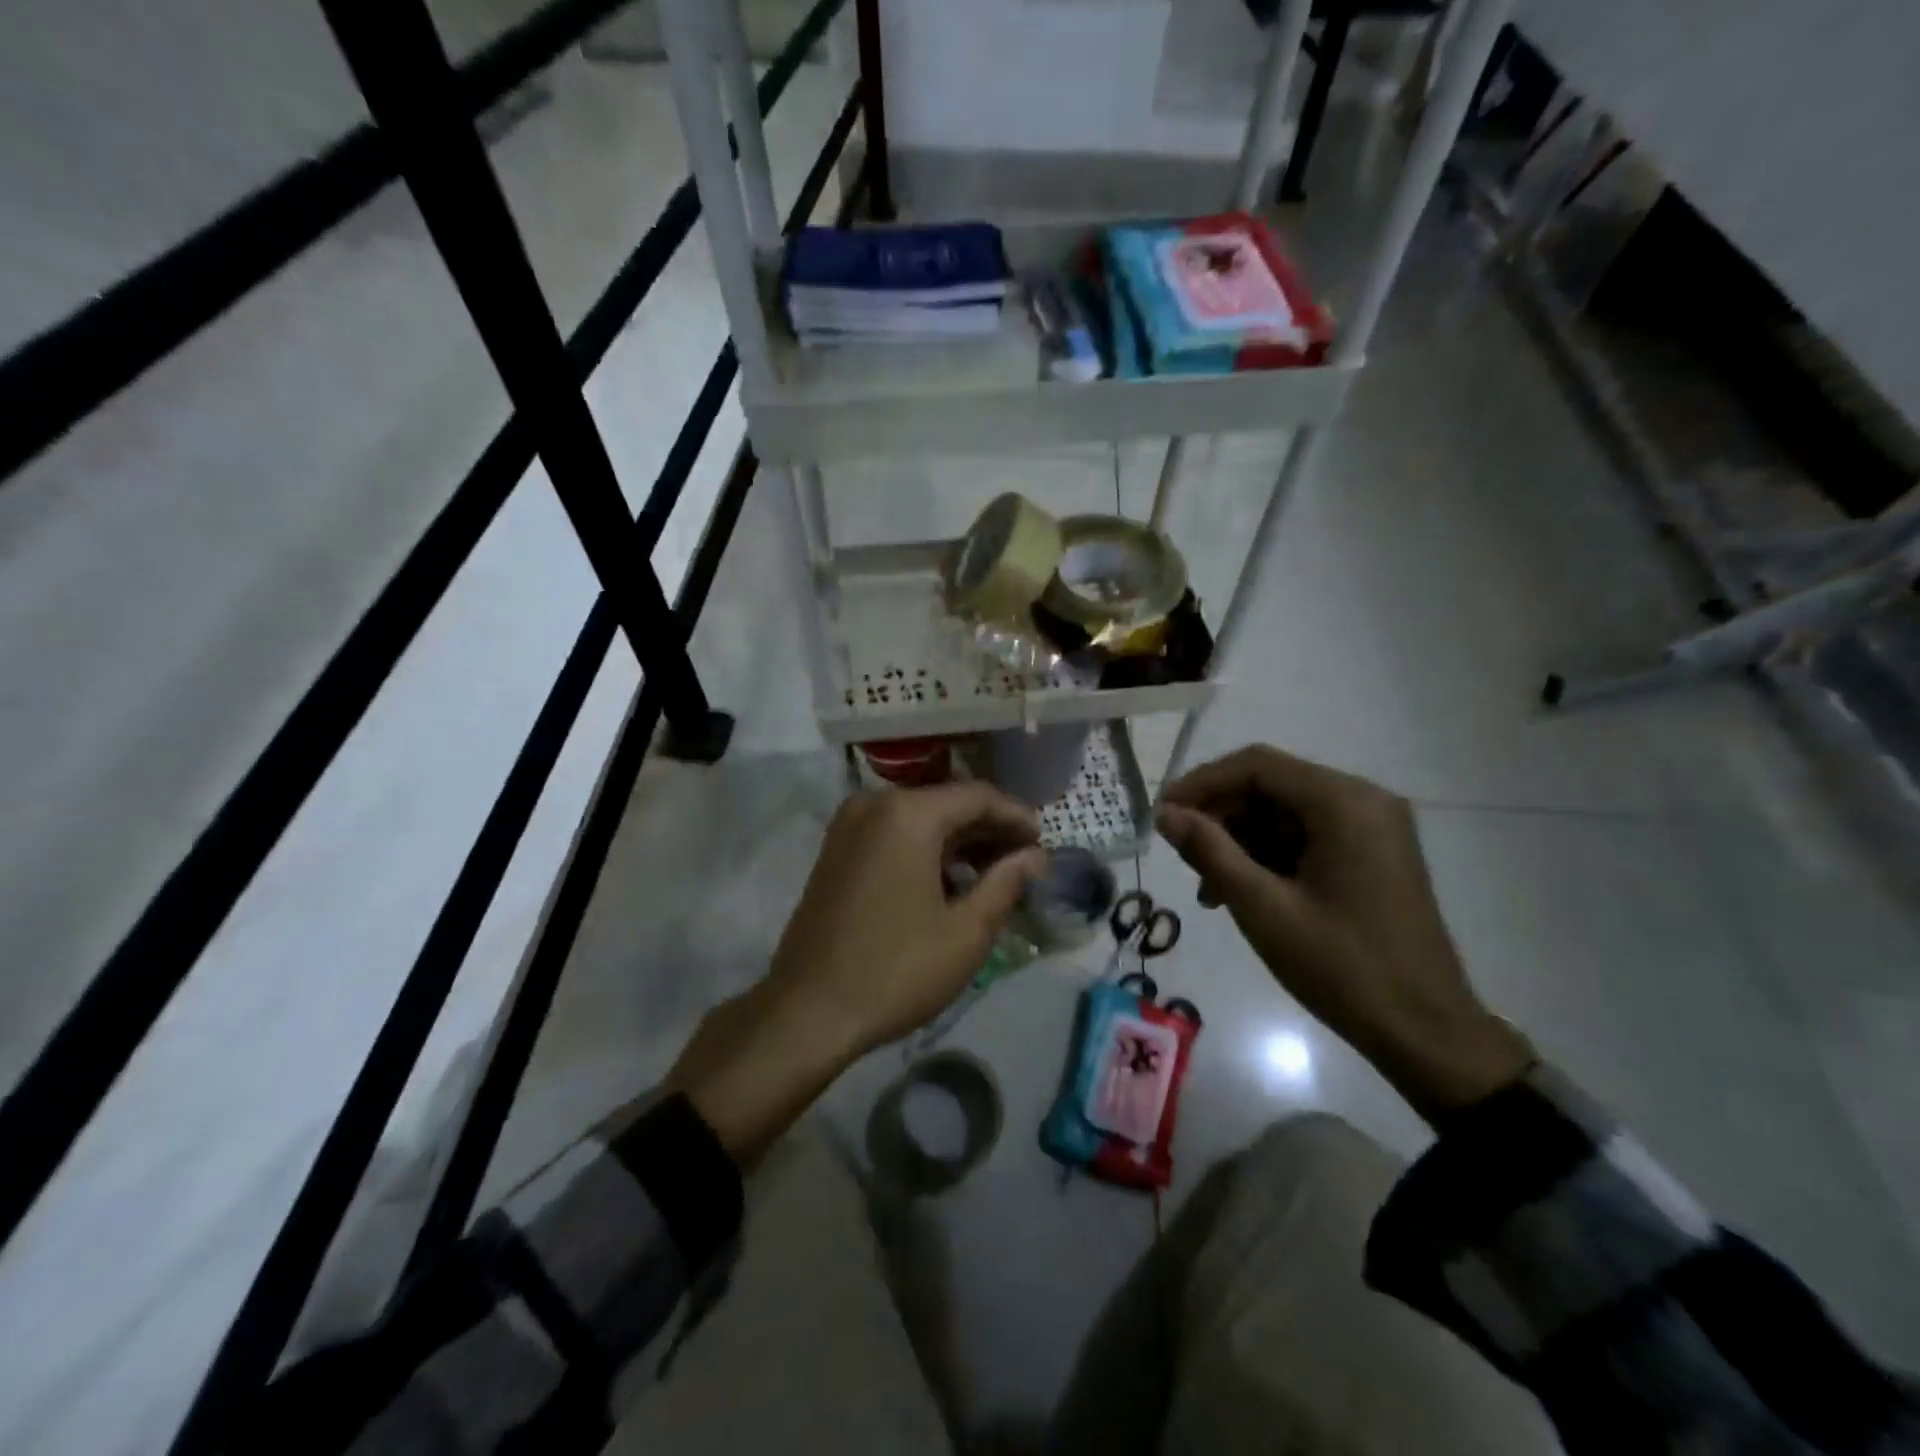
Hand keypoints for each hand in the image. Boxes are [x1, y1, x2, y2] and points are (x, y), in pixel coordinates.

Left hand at [667, 784, 1044, 1163]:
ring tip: (994, 875)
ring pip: (919, 820)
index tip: (1044, 843)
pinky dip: (926, 850)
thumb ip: (1006, 883)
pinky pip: (893, 835)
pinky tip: (949, 881)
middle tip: (1025, 861)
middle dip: (989, 830)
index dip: (1017, 817)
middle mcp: (874, 804)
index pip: (978, 797)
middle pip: (947, 803)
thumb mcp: (966, 932)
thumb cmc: (896, 969)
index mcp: (907, 813)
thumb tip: (1034, 857)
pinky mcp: (836, 850)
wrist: (807, 1010)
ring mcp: (848, 826)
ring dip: (958, 842)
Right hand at [1157, 746, 1532, 1121]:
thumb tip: (1165, 814)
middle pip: (1271, 786)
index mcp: (1344, 803)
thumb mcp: (1263, 908)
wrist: (1425, 1032)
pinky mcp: (1371, 854)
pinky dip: (1268, 856)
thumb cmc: (1342, 967)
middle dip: (1220, 817)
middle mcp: (1363, 801)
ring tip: (1207, 888)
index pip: (1257, 765)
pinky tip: (1240, 892)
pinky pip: (1305, 836)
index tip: (1162, 815)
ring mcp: (1371, 828)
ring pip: (1284, 813)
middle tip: (1181, 856)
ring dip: (1239, 841)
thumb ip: (1209, 851)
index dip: (1201, 783)